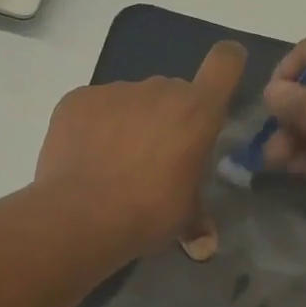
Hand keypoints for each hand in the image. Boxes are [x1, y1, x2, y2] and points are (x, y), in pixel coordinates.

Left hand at [35, 41, 246, 253]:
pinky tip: (85, 158)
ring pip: (132, 100)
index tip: (219, 84)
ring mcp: (116, 90)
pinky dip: (94, 126)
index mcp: (197, 112)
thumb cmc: (148, 213)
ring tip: (113, 162)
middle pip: (173, 91)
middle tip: (155, 156)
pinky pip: (95, 107)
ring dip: (130, 122)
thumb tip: (205, 244)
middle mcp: (160, 89)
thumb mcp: (184, 216)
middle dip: (168, 117)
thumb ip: (198, 217)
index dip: (227, 65)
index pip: (225, 62)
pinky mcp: (78, 99)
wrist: (81, 216)